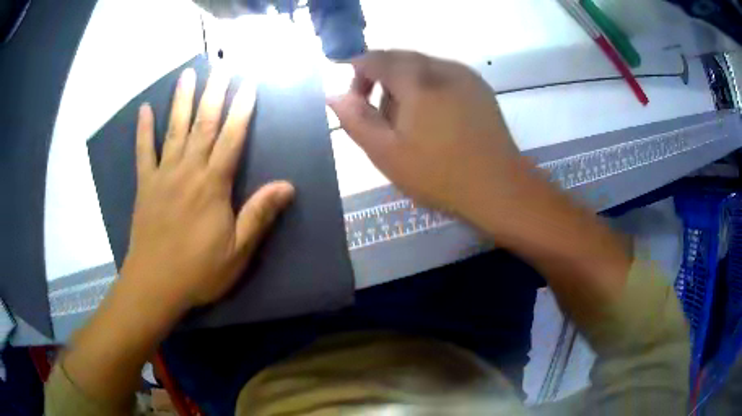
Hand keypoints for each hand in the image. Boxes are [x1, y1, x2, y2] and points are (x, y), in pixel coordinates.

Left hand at [124, 67, 293, 312]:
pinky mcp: (145, 185)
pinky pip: (143, 151)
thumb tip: (287, 186)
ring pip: (174, 129)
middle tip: (221, 66)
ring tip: (188, 74)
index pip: (232, 138)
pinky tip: (145, 109)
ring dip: (182, 99)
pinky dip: (144, 129)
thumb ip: (259, 215)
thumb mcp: (238, 251)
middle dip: (215, 93)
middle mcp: (188, 171)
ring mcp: (163, 175)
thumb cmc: (199, 271)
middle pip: (203, 124)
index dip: (242, 110)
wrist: (155, 285)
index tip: (249, 85)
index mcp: (213, 185)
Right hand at [328, 50, 533, 228]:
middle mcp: (442, 67)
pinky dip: (428, 87)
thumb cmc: (439, 175)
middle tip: (379, 115)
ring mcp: (465, 76)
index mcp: (417, 80)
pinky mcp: (480, 88)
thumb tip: (335, 96)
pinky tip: (434, 118)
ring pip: (422, 66)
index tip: (354, 99)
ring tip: (408, 121)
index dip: (357, 72)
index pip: (376, 58)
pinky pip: (443, 76)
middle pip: (400, 58)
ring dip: (405, 84)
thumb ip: (355, 120)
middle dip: (381, 79)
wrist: (499, 188)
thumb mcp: (386, 153)